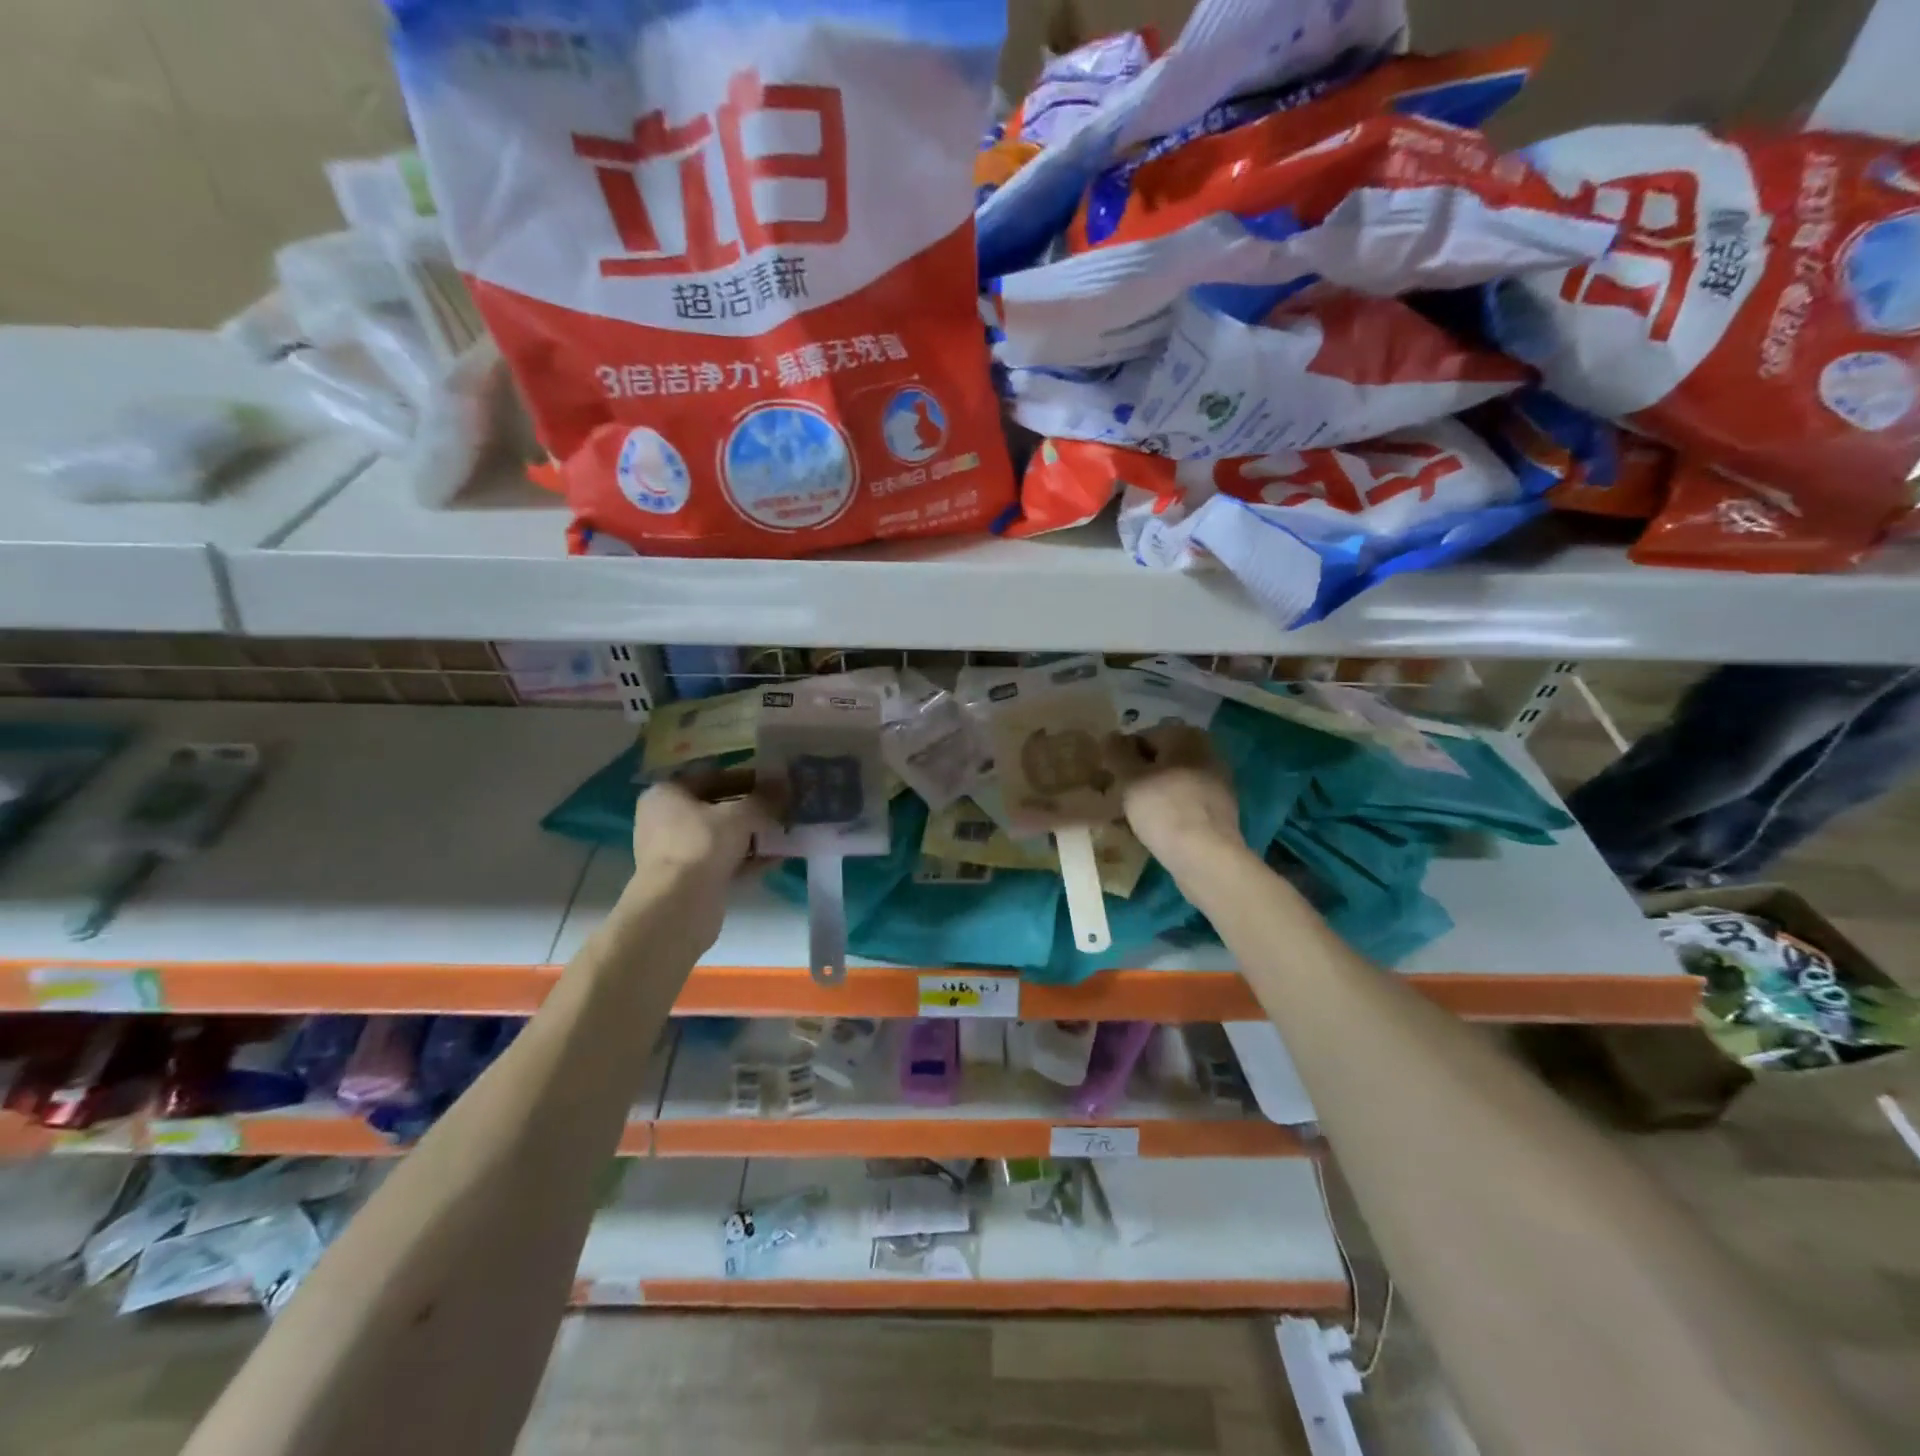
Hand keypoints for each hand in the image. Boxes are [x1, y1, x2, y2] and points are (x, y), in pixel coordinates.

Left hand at [627, 772, 773, 946]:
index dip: (747, 778)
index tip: (775, 783)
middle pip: (717, 807)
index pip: (712, 777)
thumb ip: (765, 798)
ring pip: (721, 836)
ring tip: (785, 832)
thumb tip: (785, 782)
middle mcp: (665, 819)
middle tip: (783, 807)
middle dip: (752, 808)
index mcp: (667, 794)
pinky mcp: (687, 879)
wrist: (678, 907)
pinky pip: (722, 860)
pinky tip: (777, 858)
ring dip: (752, 834)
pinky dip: (747, 858)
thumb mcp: (740, 815)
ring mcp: (675, 851)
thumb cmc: (702, 846)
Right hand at [1104, 726, 1244, 879]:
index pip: (1143, 736)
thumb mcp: (1130, 778)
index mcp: (1185, 735)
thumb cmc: (1163, 809)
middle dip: (1139, 773)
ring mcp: (1218, 780)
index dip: (1122, 756)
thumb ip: (1117, 753)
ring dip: (1153, 792)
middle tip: (1119, 795)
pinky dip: (1170, 808)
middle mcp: (1206, 750)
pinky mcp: (1221, 809)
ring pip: (1173, 780)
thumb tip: (1111, 736)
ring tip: (1133, 814)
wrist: (1206, 856)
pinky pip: (1186, 801)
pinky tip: (1156, 827)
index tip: (1110, 777)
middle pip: (1161, 758)